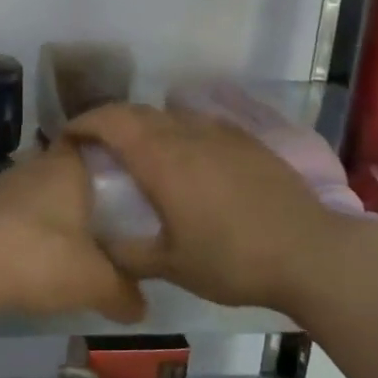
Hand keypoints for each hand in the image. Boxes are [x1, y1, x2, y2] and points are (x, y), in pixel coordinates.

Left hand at [0, 145, 147, 323]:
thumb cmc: (42, 257)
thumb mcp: (96, 282)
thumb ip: (124, 293)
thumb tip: (142, 308)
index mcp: (67, 166)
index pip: (93, 144)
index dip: (110, 160)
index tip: (127, 183)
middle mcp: (32, 166)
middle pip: (65, 171)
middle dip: (82, 194)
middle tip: (106, 222)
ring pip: (36, 194)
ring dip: (50, 214)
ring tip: (70, 244)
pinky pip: (11, 215)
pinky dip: (24, 231)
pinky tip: (31, 258)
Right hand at [67, 103, 377, 311]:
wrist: (311, 253)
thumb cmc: (232, 259)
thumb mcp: (170, 265)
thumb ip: (126, 253)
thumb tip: (98, 246)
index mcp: (162, 158)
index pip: (111, 121)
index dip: (83, 123)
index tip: (66, 139)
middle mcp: (188, 134)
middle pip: (138, 112)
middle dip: (110, 122)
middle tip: (96, 148)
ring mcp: (222, 133)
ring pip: (171, 116)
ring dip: (145, 126)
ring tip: (138, 154)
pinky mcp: (248, 141)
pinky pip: (200, 125)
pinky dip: (178, 132)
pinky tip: (185, 160)